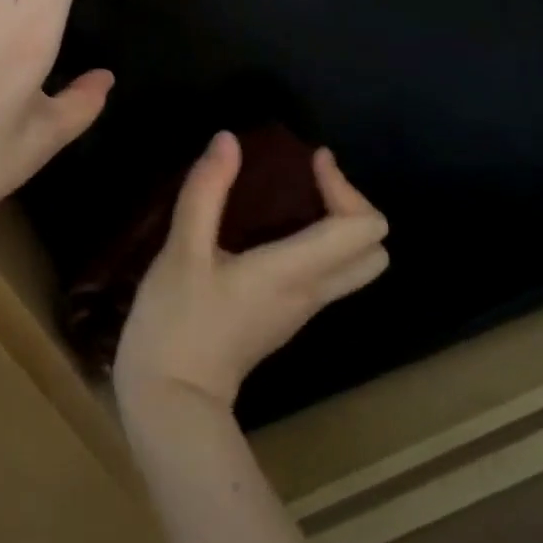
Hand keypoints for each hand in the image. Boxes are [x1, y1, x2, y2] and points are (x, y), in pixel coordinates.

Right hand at [114, 132, 389, 412]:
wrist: (170, 402)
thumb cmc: (176, 323)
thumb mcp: (182, 251)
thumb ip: (206, 192)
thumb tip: (228, 140)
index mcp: (294, 272)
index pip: (362, 228)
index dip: (345, 185)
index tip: (310, 161)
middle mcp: (310, 293)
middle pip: (373, 252)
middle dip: (351, 207)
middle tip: (310, 183)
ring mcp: (300, 311)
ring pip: (351, 267)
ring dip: (336, 226)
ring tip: (291, 198)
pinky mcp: (282, 320)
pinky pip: (322, 276)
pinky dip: (315, 246)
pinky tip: (268, 231)